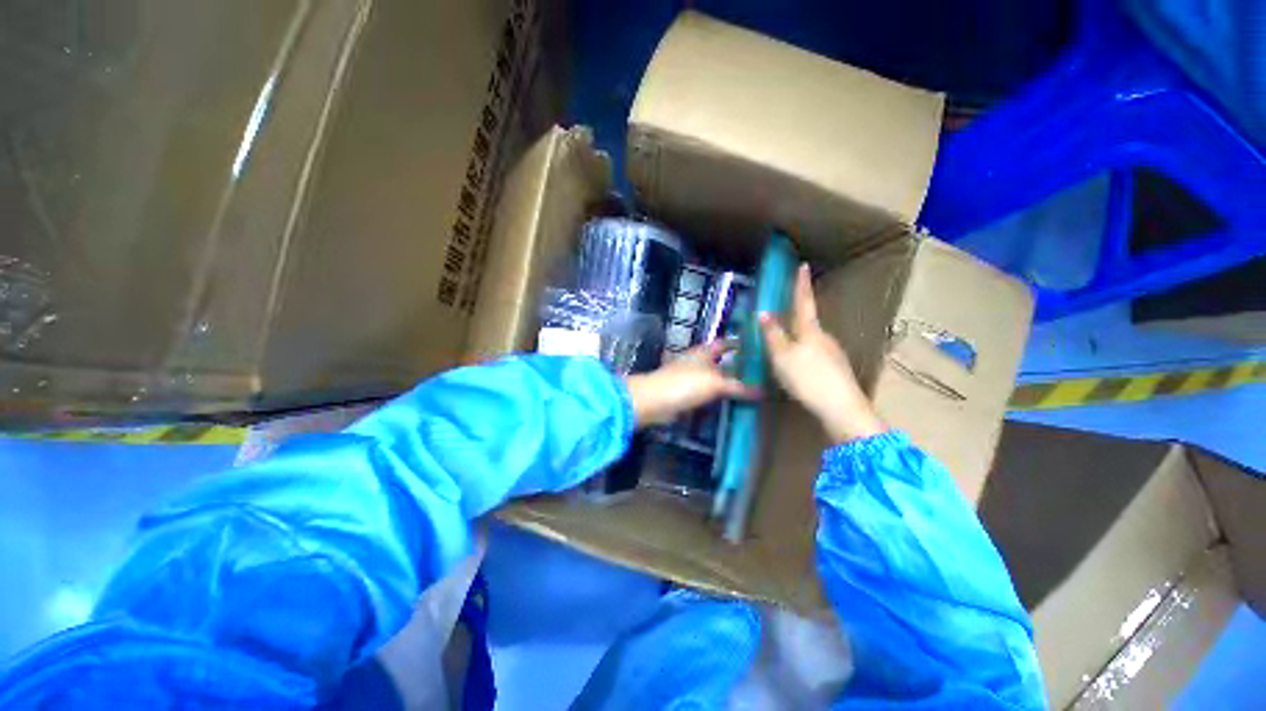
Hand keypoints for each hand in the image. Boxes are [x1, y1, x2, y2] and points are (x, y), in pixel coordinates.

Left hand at [626, 341, 755, 427]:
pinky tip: (729, 403)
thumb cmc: (685, 384)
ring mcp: (688, 377)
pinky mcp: (684, 393)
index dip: (738, 343)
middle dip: (735, 366)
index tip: (755, 347)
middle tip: (758, 373)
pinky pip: (705, 393)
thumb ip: (738, 386)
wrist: (655, 401)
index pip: (724, 343)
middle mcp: (696, 361)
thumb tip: (762, 391)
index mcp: (703, 352)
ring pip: (713, 378)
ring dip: (727, 383)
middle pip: (719, 361)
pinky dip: (716, 396)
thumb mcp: (716, 383)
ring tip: (749, 389)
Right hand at [761, 264, 885, 443]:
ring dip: (799, 337)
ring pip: (812, 339)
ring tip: (785, 343)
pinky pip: (815, 353)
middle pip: (808, 322)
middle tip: (783, 313)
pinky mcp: (836, 369)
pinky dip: (804, 352)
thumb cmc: (807, 378)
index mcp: (810, 331)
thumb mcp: (782, 357)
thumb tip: (763, 313)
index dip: (801, 285)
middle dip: (796, 315)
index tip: (803, 266)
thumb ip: (772, 335)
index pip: (803, 302)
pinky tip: (799, 365)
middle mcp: (824, 337)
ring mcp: (833, 353)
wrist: (841, 408)